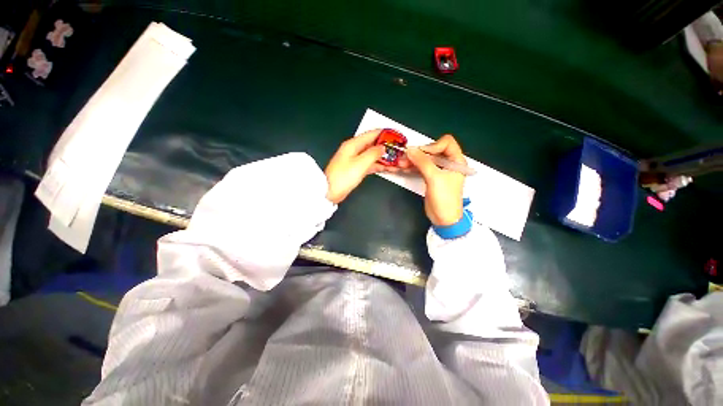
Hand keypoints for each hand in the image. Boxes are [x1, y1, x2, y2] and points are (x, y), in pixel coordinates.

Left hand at [325, 130, 390, 203]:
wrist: (330, 191)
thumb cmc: (344, 176)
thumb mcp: (361, 163)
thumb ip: (373, 153)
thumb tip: (383, 147)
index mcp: (353, 144)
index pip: (372, 134)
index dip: (385, 134)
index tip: (396, 137)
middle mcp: (354, 149)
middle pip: (373, 145)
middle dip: (386, 147)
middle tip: (398, 151)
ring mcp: (354, 160)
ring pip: (372, 155)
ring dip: (383, 157)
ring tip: (396, 161)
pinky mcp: (355, 169)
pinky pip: (369, 164)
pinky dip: (377, 165)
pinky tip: (387, 168)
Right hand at [405, 134, 465, 225]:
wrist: (444, 218)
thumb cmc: (444, 198)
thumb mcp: (434, 178)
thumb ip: (422, 162)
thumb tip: (410, 150)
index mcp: (456, 160)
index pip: (446, 143)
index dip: (433, 145)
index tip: (421, 153)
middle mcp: (448, 163)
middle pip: (432, 151)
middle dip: (418, 154)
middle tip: (405, 158)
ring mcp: (438, 171)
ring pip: (425, 160)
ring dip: (413, 161)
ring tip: (400, 164)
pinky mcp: (430, 177)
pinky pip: (421, 168)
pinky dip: (412, 167)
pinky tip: (403, 168)